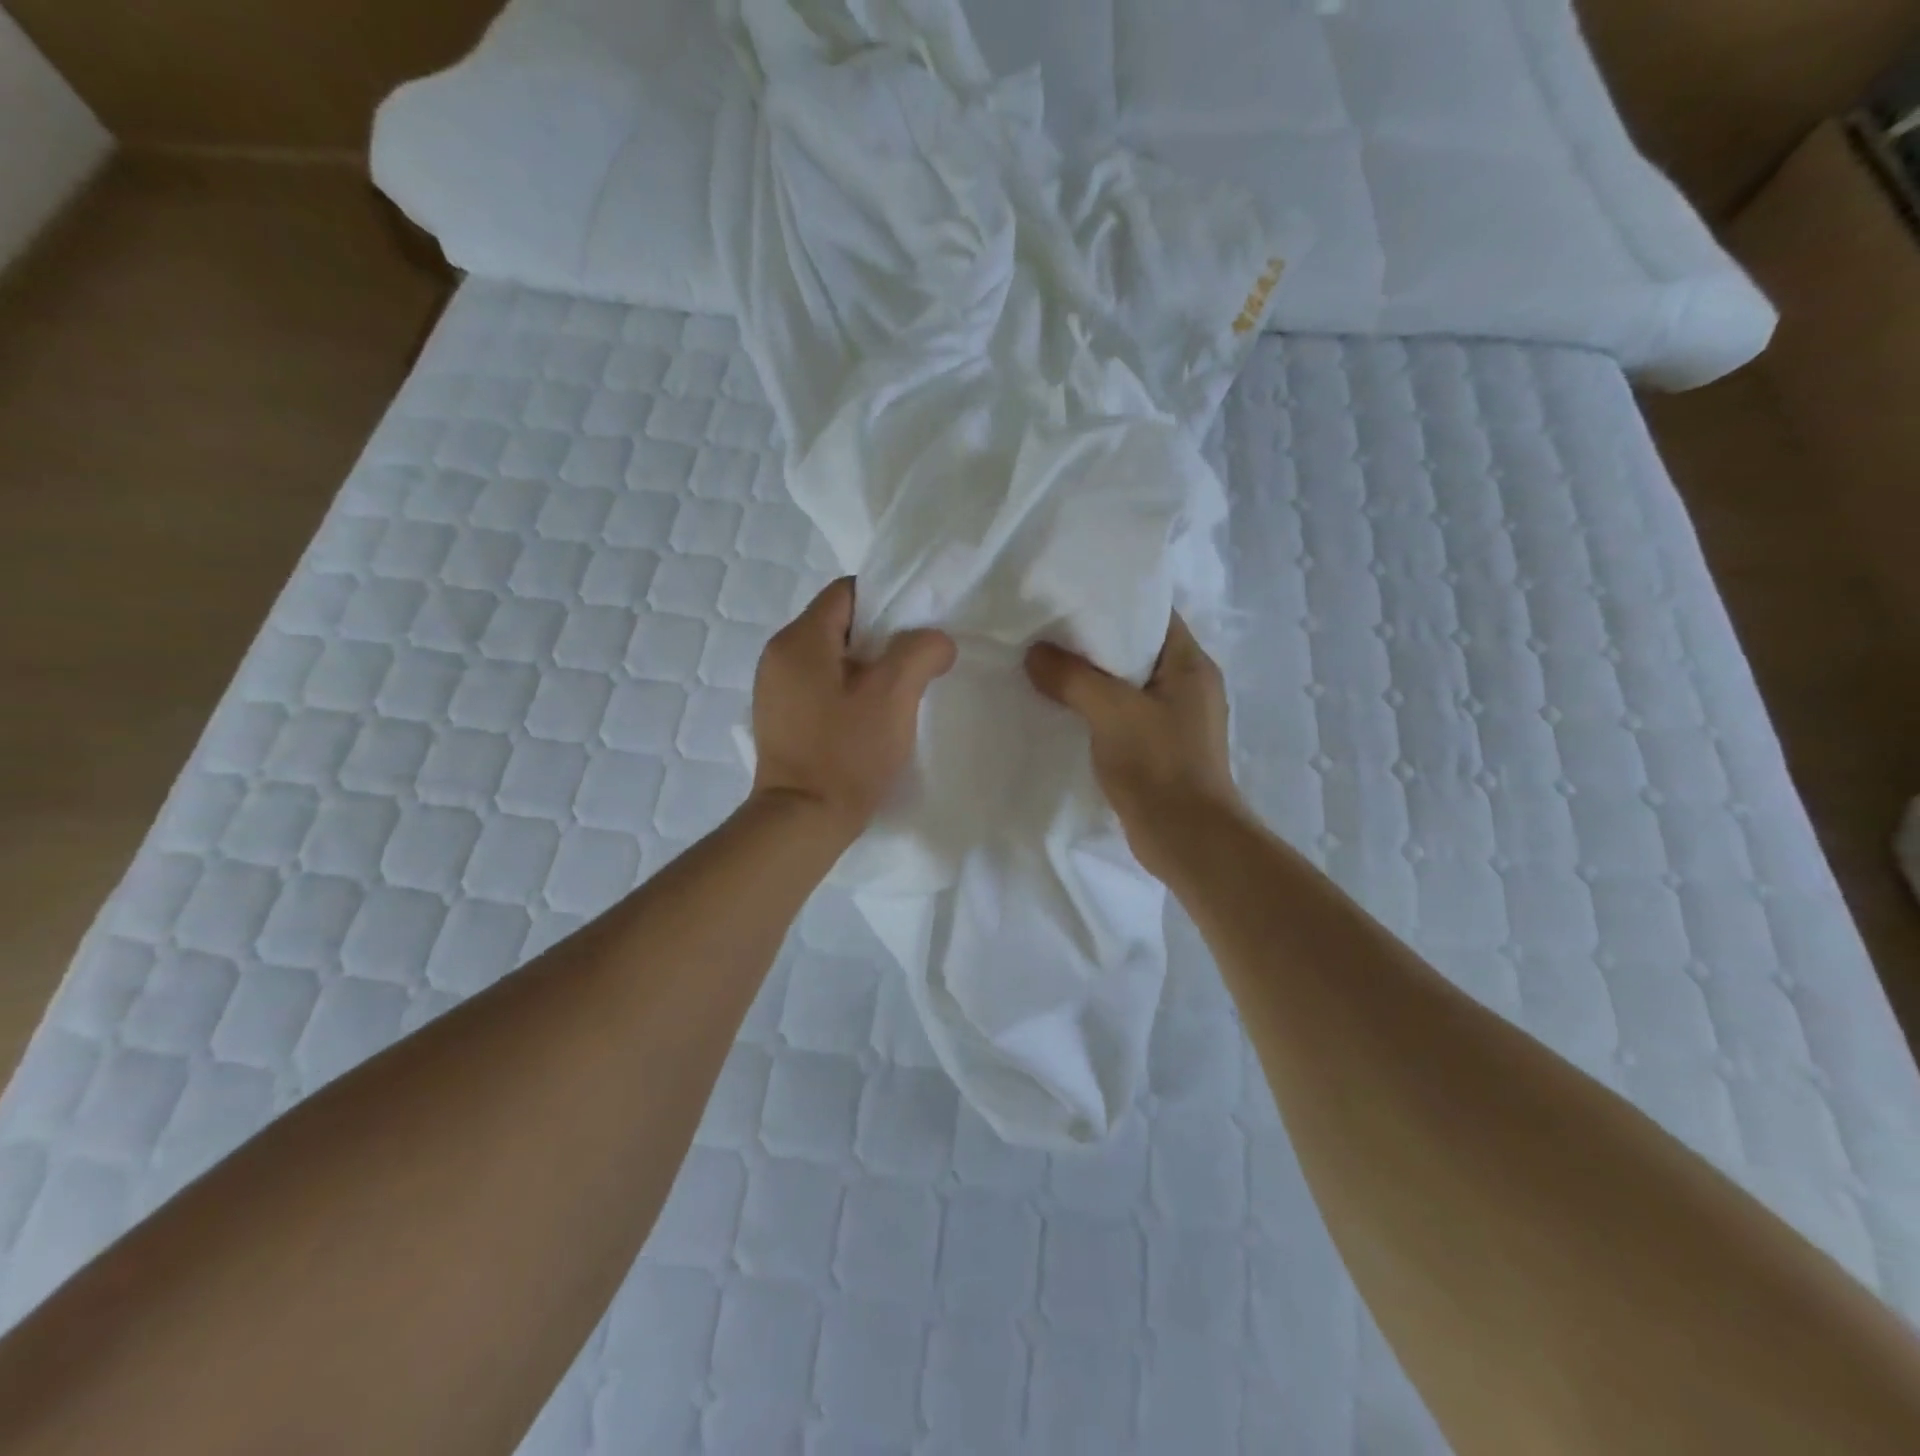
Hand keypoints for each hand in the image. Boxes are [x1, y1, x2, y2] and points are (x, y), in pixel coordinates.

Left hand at [751, 579, 956, 840]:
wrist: (803, 820)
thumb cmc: (847, 752)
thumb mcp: (894, 695)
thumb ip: (921, 651)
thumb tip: (936, 641)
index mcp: (800, 639)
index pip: (847, 592)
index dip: (888, 602)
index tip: (917, 630)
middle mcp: (778, 655)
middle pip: (839, 623)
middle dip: (881, 638)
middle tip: (915, 663)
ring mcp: (774, 688)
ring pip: (831, 657)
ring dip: (866, 667)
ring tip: (897, 694)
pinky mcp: (779, 718)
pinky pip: (819, 685)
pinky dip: (847, 690)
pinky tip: (869, 717)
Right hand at [1026, 614, 1244, 877]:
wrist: (1188, 839)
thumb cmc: (1159, 765)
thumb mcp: (1112, 712)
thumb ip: (1072, 678)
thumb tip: (1035, 654)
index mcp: (1191, 664)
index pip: (1153, 613)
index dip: (1113, 601)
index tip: (1069, 598)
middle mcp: (1189, 685)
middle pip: (1136, 648)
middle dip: (1093, 641)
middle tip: (1047, 632)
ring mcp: (1176, 718)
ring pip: (1127, 684)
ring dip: (1092, 678)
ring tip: (1047, 666)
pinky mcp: (1161, 747)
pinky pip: (1124, 713)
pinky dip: (1097, 708)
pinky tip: (1064, 709)